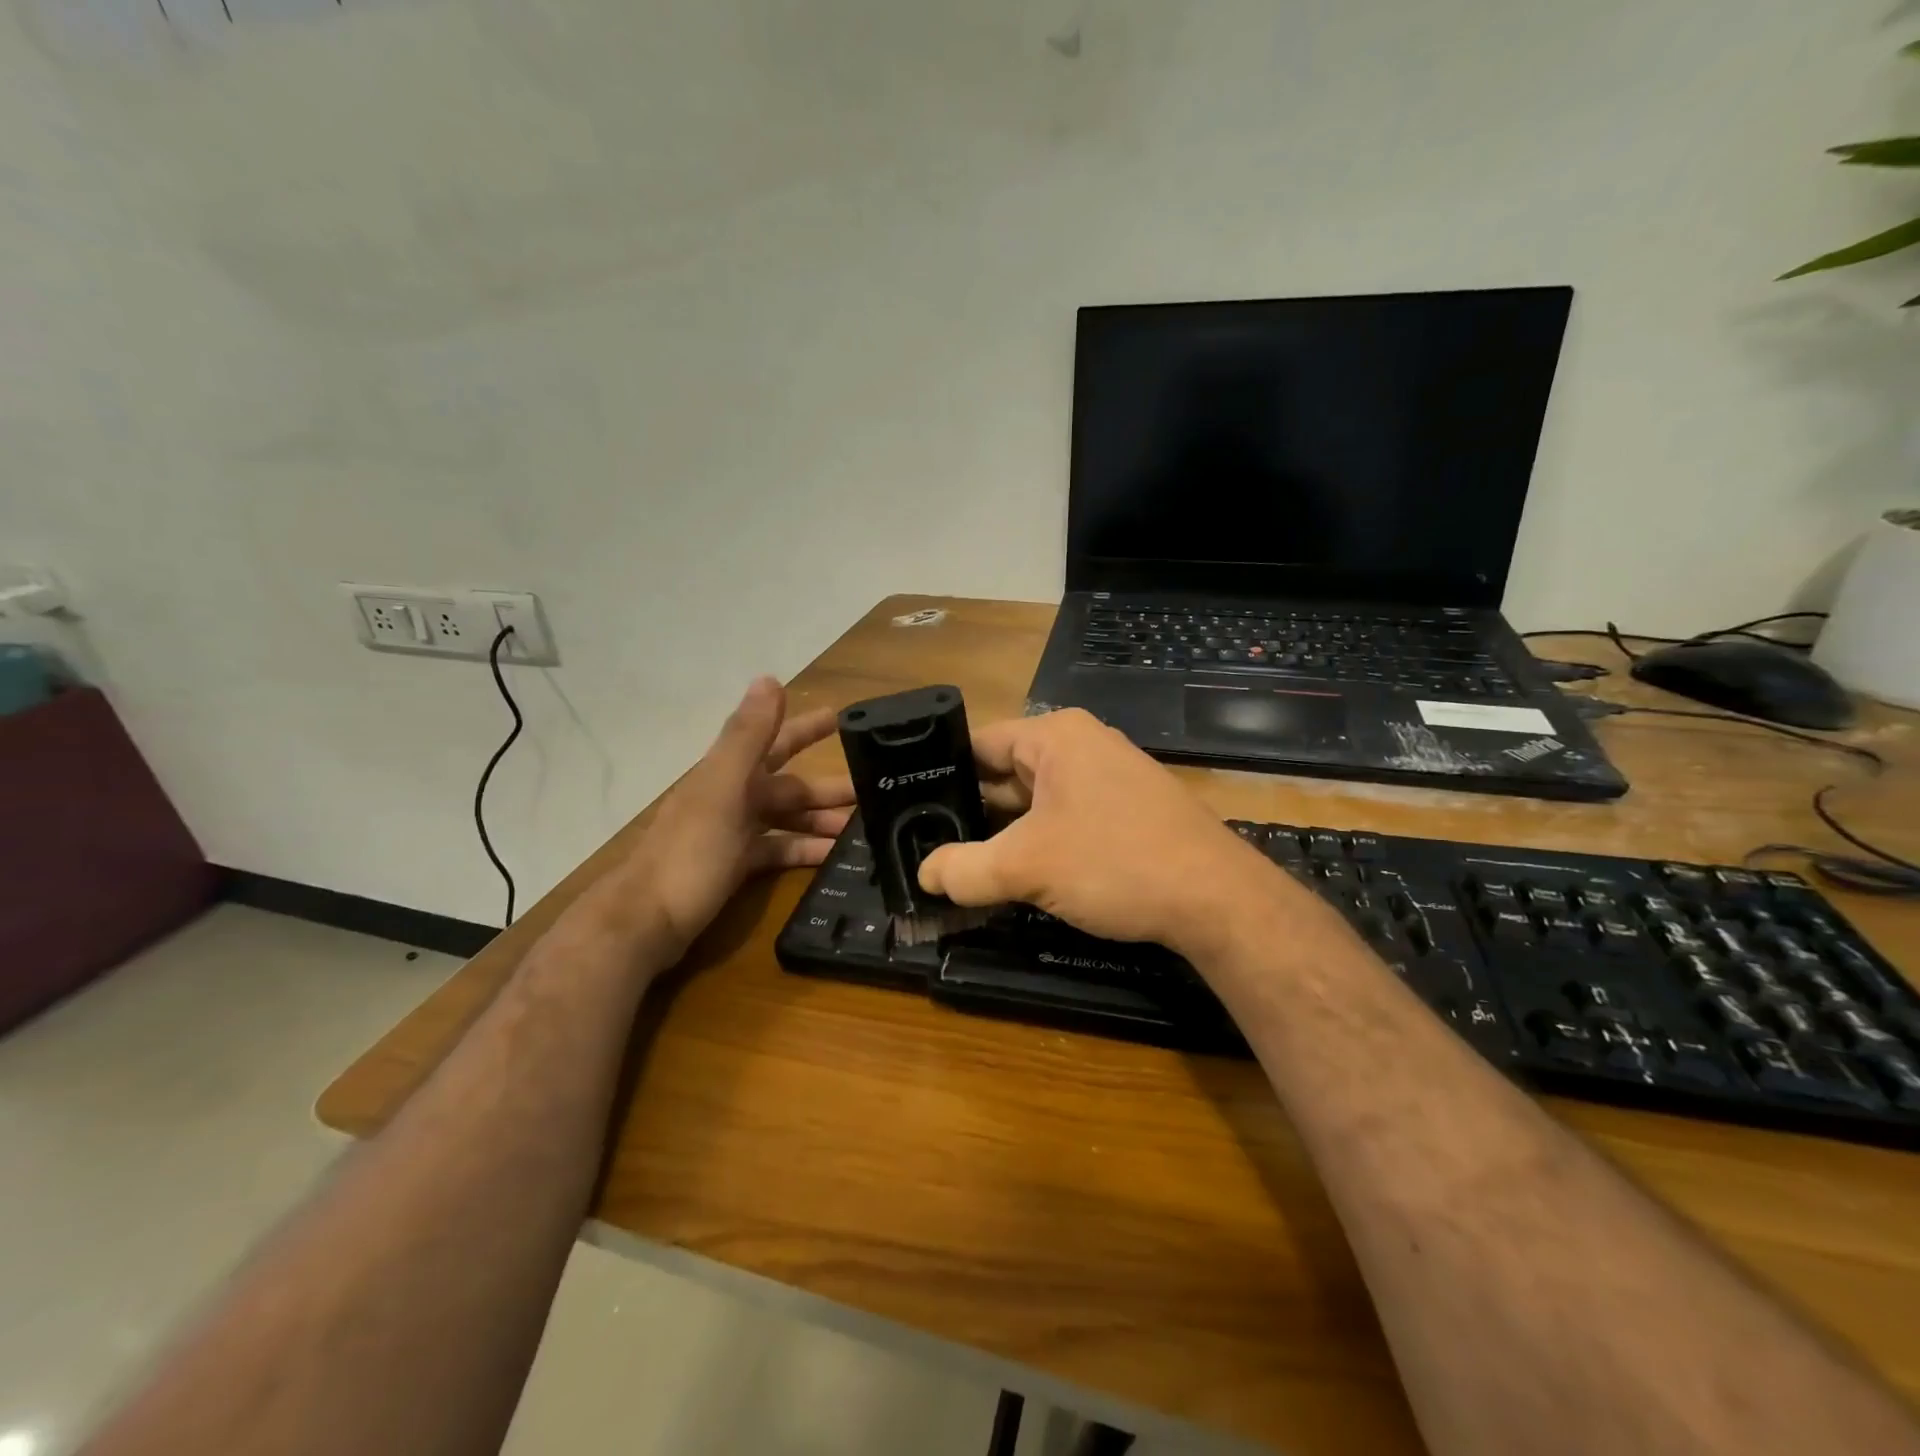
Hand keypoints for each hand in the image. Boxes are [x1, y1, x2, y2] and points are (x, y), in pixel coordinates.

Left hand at [620, 677, 853, 959]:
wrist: (646, 921)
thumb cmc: (689, 853)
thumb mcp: (723, 789)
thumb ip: (748, 736)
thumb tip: (769, 678)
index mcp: (730, 773)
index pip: (777, 740)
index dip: (807, 728)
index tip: (843, 719)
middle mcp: (732, 797)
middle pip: (789, 784)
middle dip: (827, 785)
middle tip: (872, 789)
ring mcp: (732, 833)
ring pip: (786, 818)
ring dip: (821, 820)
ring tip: (862, 830)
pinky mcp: (734, 867)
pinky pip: (778, 851)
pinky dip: (804, 851)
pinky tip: (832, 858)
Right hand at [916, 708, 1294, 958]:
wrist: (1217, 899)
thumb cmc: (1116, 862)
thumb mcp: (1027, 866)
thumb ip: (965, 869)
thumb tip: (925, 875)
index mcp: (1055, 737)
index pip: (979, 742)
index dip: (942, 774)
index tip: (911, 807)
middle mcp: (1082, 746)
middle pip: (1006, 772)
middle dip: (971, 809)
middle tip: (929, 844)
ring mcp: (1109, 778)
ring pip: (1036, 800)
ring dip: (1005, 832)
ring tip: (963, 864)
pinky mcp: (1127, 810)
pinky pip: (1066, 817)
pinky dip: (1039, 841)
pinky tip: (1018, 874)